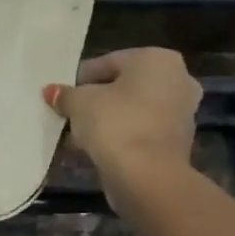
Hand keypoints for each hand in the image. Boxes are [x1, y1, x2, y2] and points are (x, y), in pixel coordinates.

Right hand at [44, 49, 201, 188]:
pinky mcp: (178, 142)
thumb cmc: (115, 124)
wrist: (148, 176)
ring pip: (132, 111)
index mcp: (156, 59)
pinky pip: (140, 131)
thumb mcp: (79, 103)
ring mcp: (182, 112)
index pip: (106, 63)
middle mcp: (177, 79)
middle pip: (122, 87)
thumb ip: (65, 95)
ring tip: (77, 136)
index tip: (61, 96)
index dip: (79, 80)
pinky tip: (95, 150)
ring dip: (106, 121)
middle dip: (95, 101)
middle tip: (69, 115)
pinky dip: (120, 137)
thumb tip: (52, 92)